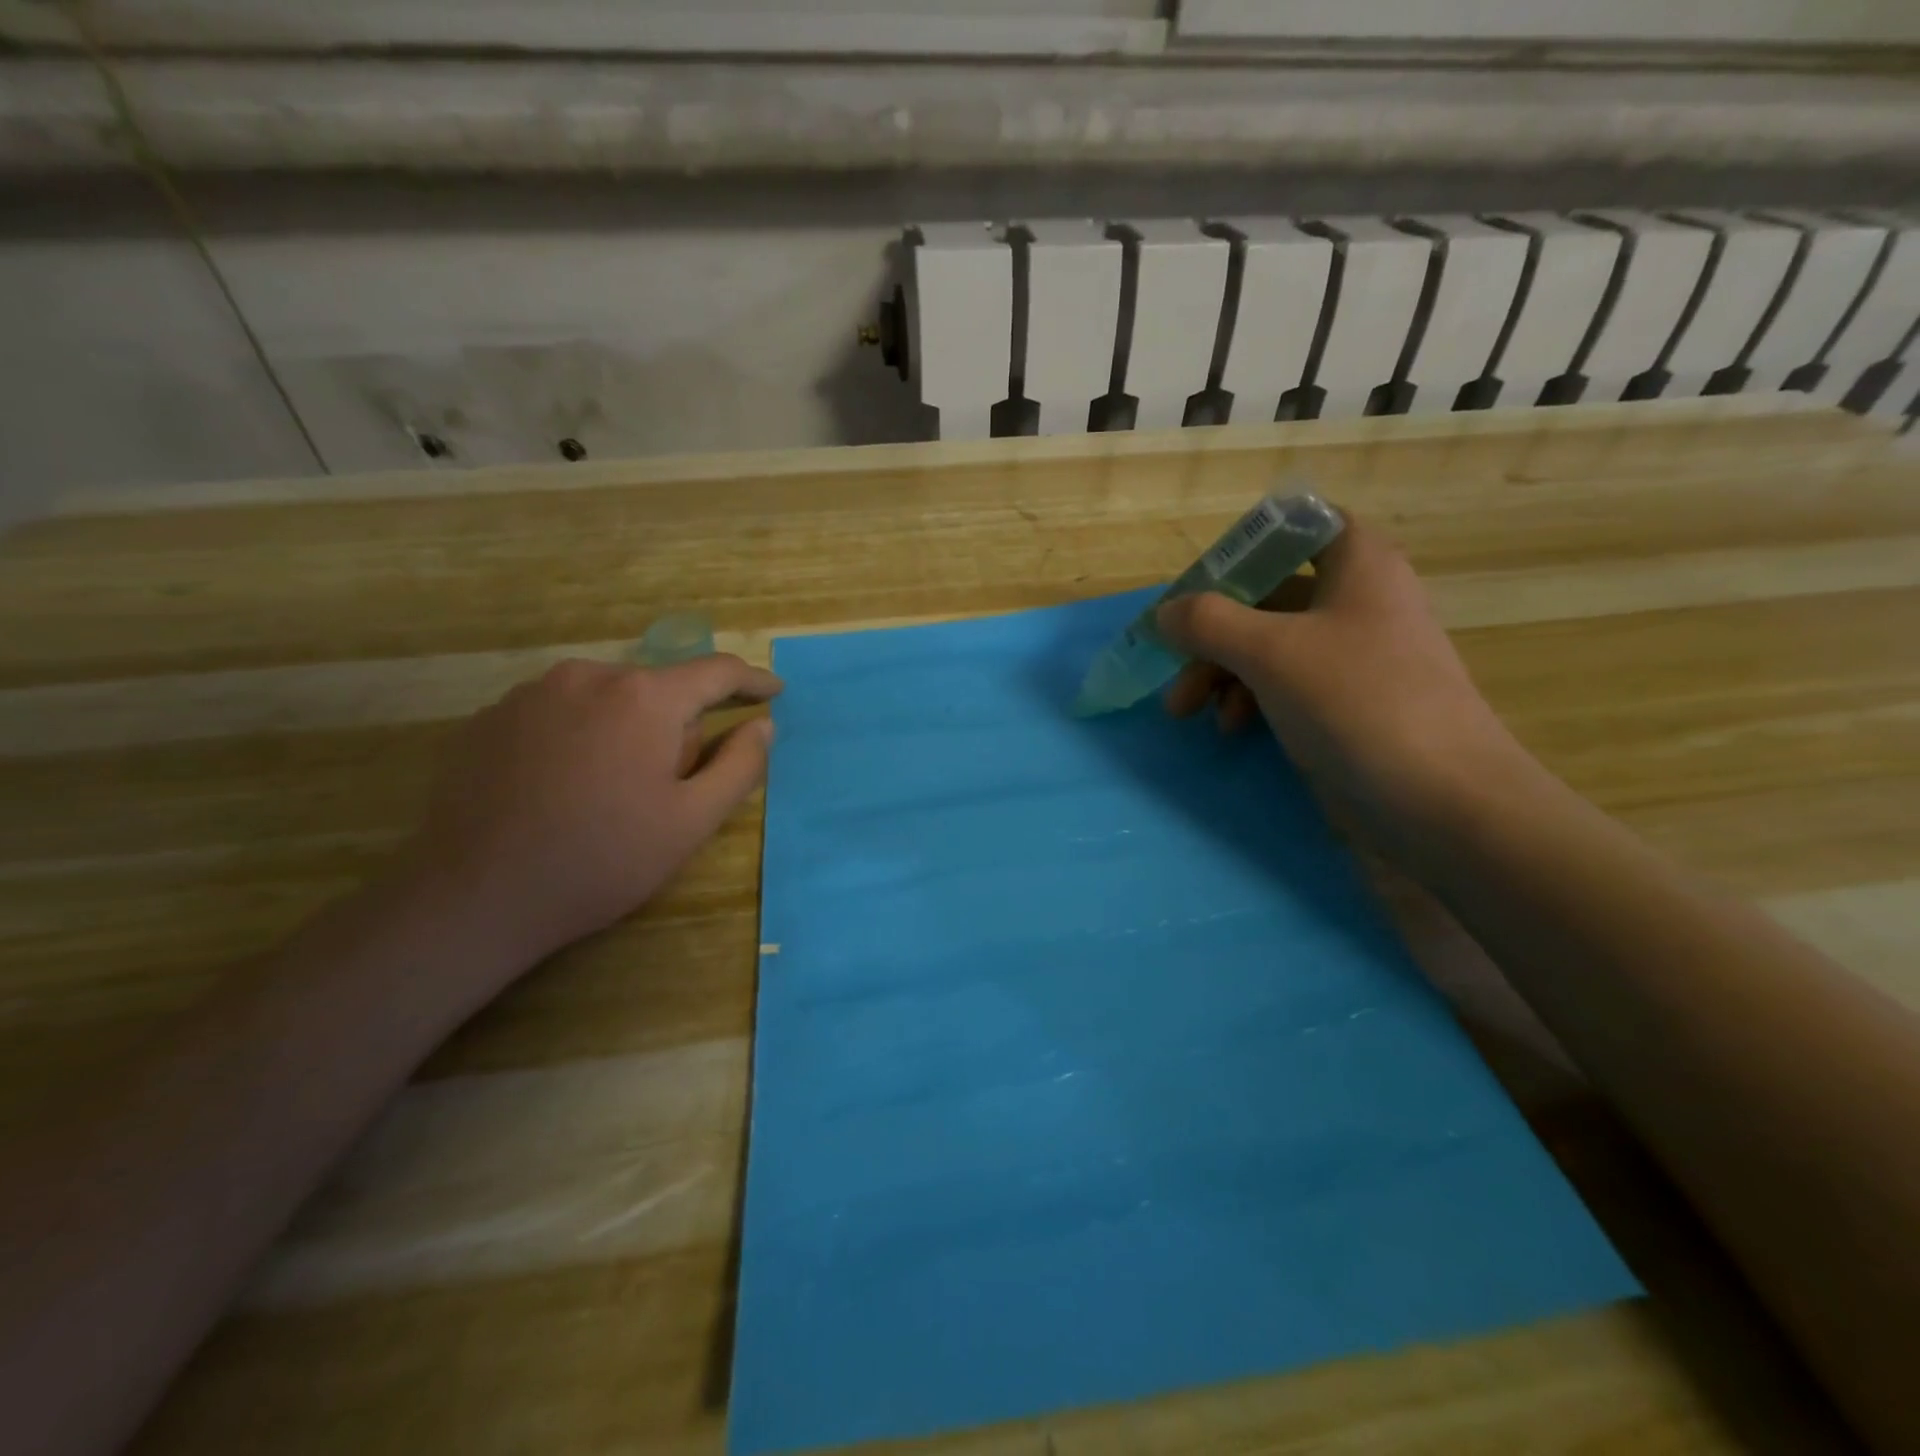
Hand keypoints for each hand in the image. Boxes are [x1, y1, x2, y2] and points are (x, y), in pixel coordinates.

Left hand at [405, 655, 781, 965]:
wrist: (476, 897)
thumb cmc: (603, 859)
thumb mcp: (692, 821)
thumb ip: (739, 765)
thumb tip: (762, 725)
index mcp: (644, 697)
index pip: (715, 672)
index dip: (751, 681)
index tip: (773, 692)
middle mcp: (588, 675)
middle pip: (658, 689)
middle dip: (677, 725)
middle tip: (672, 785)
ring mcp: (531, 692)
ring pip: (607, 699)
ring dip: (626, 729)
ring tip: (613, 791)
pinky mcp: (490, 717)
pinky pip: (559, 713)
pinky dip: (580, 737)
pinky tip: (565, 788)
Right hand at [1156, 514, 1519, 868]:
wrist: (1440, 800)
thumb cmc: (1357, 702)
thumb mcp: (1270, 652)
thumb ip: (1208, 622)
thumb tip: (1166, 613)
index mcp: (1356, 565)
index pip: (1296, 527)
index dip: (1246, 548)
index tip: (1201, 585)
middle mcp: (1357, 601)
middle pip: (1268, 595)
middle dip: (1212, 632)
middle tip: (1172, 669)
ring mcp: (1354, 656)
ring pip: (1269, 644)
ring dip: (1221, 672)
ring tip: (1187, 711)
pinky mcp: (1347, 704)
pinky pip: (1285, 684)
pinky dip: (1251, 699)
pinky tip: (1232, 728)